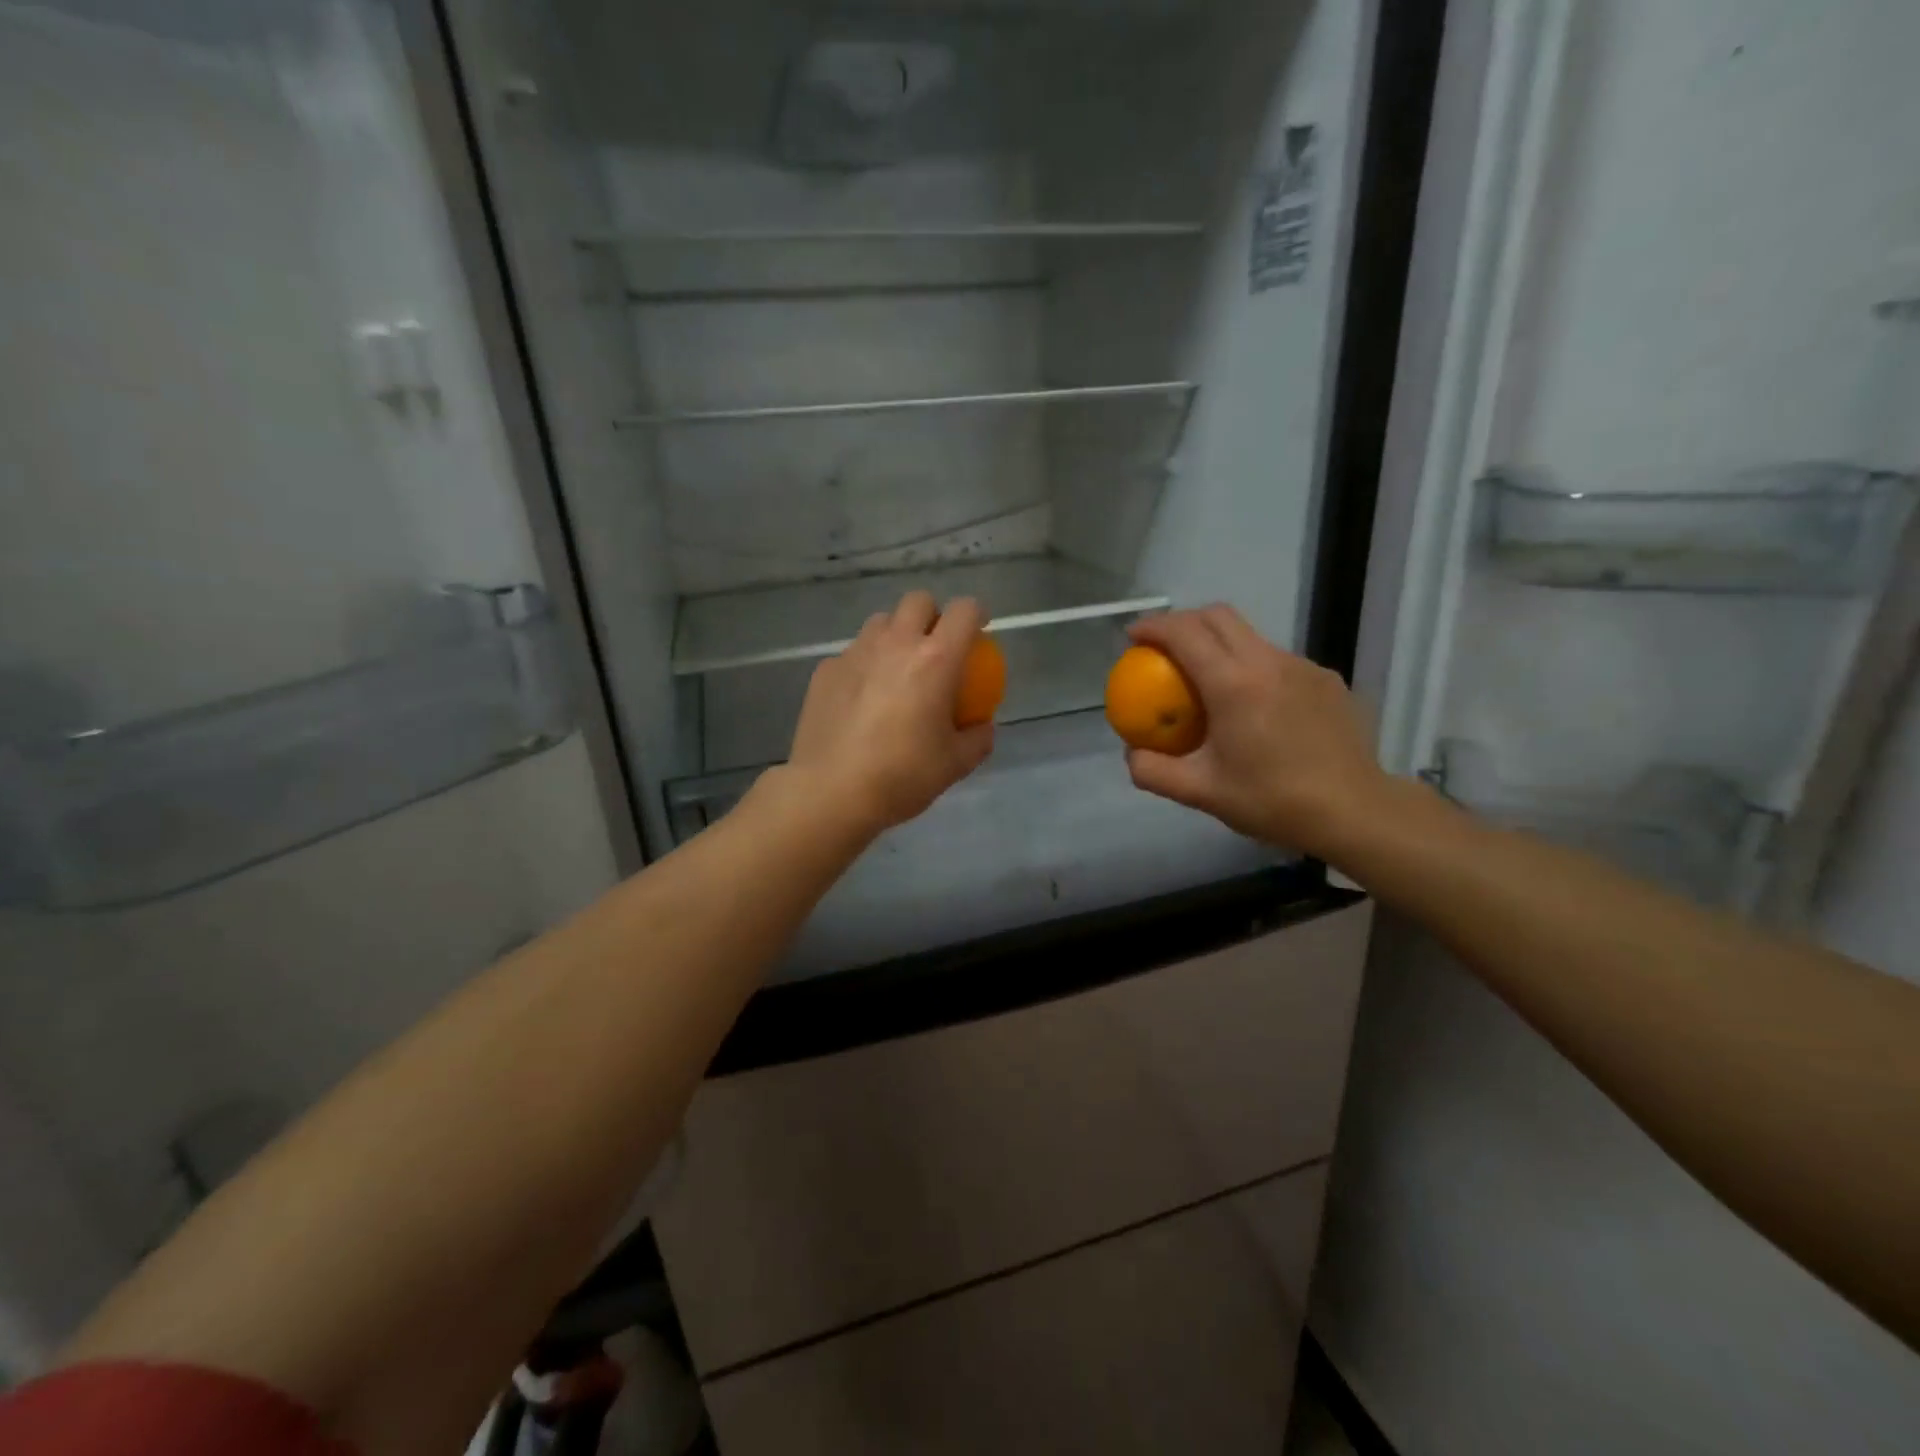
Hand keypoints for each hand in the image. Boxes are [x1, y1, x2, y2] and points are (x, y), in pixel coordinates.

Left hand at [784, 591, 995, 837]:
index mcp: (936, 659)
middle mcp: (896, 643)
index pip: (964, 611)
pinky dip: (865, 663)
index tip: (979, 629)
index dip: (977, 613)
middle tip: (935, 646)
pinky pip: (853, 652)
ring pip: (881, 622)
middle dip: (932, 615)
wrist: (831, 791)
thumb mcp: (956, 764)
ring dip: (896, 634)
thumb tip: (982, 725)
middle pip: (918, 601)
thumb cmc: (902, 775)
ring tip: (896, 668)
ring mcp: (856, 652)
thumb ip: (978, 738)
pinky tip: (862, 697)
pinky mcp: (826, 669)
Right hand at [1123, 606, 1395, 857]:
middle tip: (1163, 648)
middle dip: (1183, 621)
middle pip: (1218, 616)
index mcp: (1233, 684)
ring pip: (1250, 635)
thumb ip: (1154, 771)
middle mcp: (1268, 662)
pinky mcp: (1325, 679)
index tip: (1133, 637)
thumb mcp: (1201, 793)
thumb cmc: (1273, 801)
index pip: (1184, 633)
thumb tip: (1132, 752)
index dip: (1153, 627)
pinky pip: (1277, 659)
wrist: (1354, 811)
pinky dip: (1251, 666)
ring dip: (1219, 643)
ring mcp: (1302, 666)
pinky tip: (1253, 705)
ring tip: (1206, 678)